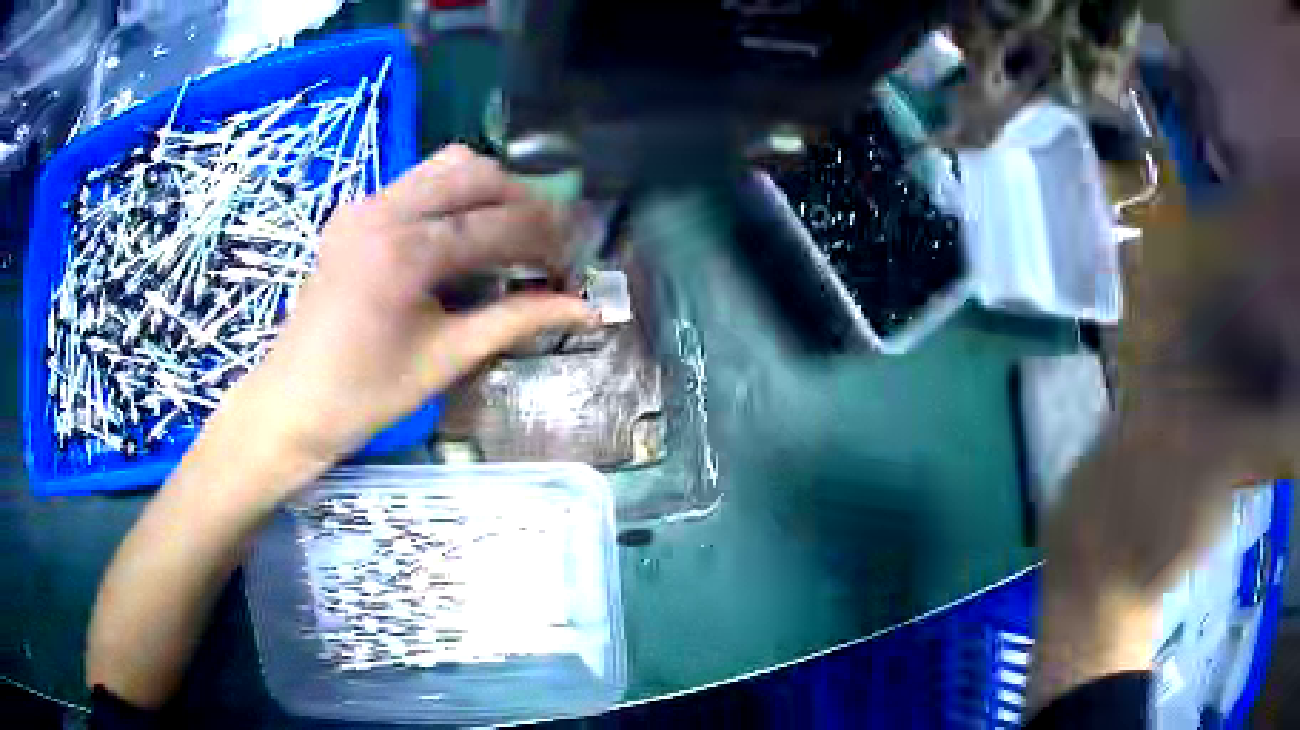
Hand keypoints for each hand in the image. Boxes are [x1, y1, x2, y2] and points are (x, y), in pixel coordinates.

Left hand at [224, 145, 596, 484]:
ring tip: (511, 233)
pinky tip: (464, 234)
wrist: (291, 403)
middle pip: (478, 175)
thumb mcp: (446, 360)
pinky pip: (418, 180)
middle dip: (525, 204)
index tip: (573, 266)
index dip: (547, 242)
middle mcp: (383, 211)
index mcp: (403, 253)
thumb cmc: (365, 396)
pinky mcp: (354, 211)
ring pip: (448, 165)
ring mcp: (364, 205)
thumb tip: (587, 310)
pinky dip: (455, 195)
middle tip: (548, 247)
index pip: (498, 225)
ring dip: (491, 190)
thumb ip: (517, 321)